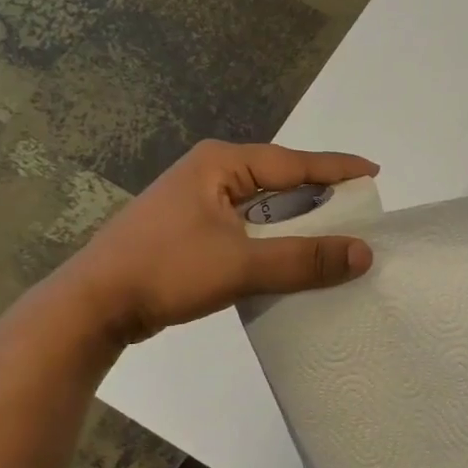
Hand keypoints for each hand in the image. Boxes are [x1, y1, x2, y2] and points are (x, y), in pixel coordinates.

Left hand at [63, 141, 377, 343]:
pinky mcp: (188, 230)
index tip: (374, 173)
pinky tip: (289, 255)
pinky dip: (273, 238)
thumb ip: (304, 259)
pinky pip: (246, 226)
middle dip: (319, 193)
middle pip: (279, 180)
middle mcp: (209, 174)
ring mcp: (195, 202)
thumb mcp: (242, 264)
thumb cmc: (166, 271)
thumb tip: (363, 253)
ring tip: (333, 231)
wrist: (93, 305)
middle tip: (359, 206)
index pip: (293, 162)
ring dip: (295, 220)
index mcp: (220, 165)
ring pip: (261, 206)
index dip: (337, 169)